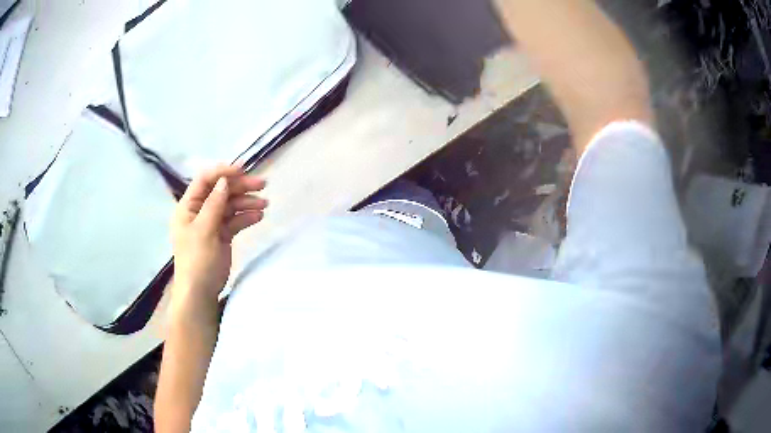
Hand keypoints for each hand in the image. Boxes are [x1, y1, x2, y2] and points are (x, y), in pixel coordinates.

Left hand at [171, 165, 267, 304]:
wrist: (200, 292)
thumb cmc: (196, 260)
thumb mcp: (203, 230)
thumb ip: (214, 204)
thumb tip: (224, 181)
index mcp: (188, 207)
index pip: (204, 181)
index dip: (222, 172)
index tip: (243, 169)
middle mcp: (199, 211)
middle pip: (221, 191)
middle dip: (240, 187)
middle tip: (262, 184)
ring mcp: (211, 223)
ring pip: (230, 205)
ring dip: (247, 202)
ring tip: (265, 203)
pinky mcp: (222, 235)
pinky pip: (235, 220)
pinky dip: (246, 217)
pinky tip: (259, 216)